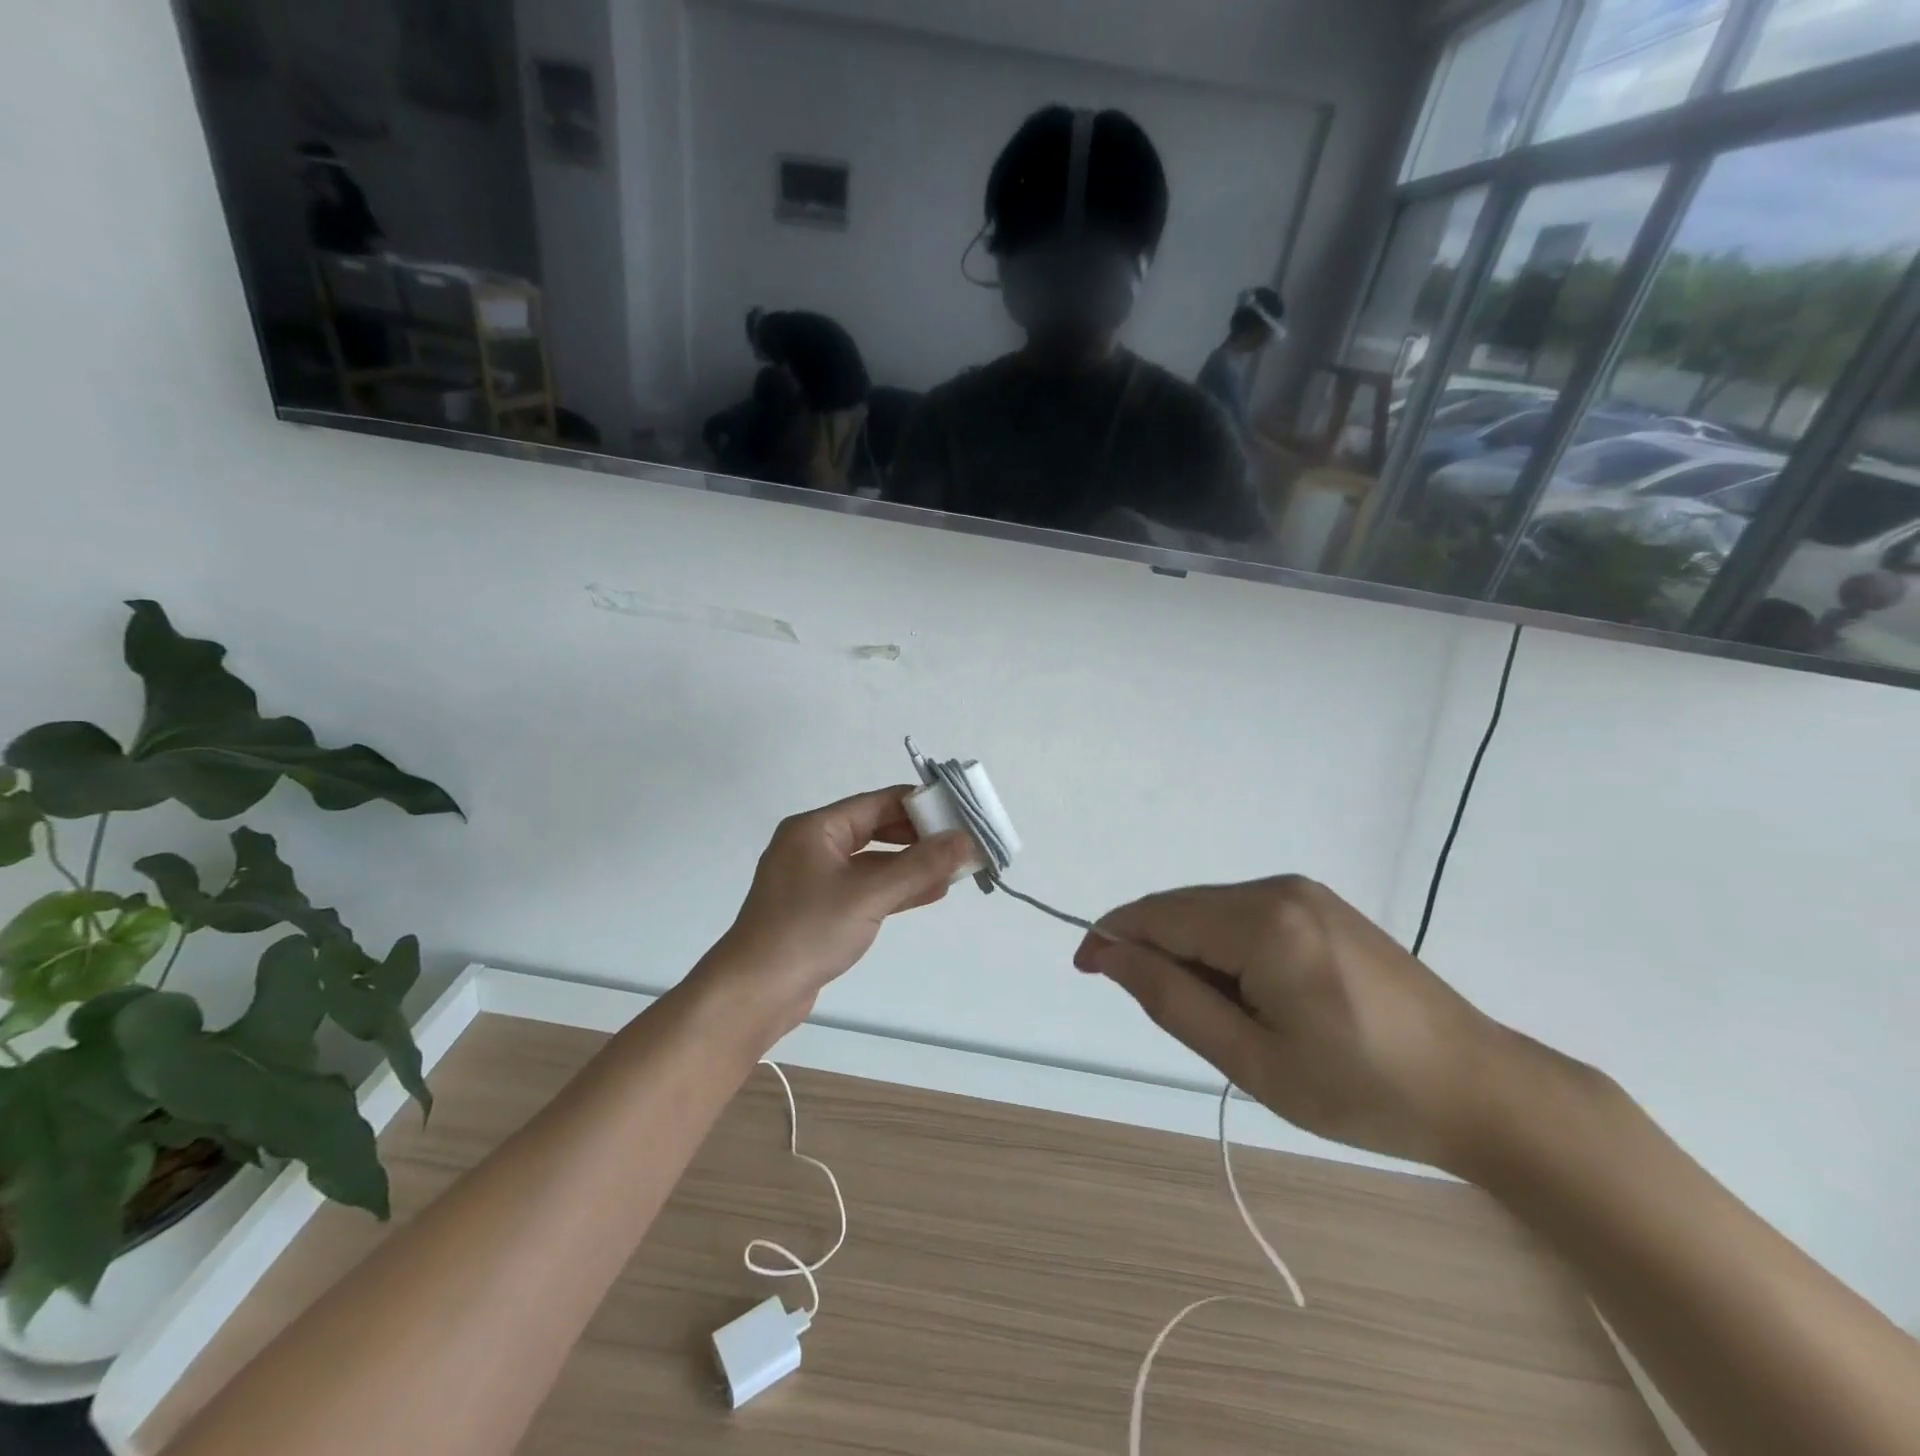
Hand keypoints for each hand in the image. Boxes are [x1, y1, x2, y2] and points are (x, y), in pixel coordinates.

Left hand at [697, 787, 973, 1038]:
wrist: (754, 993)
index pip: (878, 803)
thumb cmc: (808, 931)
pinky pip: (865, 888)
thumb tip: (965, 840)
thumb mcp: (869, 894)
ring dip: (912, 865)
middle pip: (876, 829)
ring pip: (873, 862)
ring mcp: (815, 879)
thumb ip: (920, 865)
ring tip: (956, 869)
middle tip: (962, 843)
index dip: (921, 805)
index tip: (960, 813)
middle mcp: (813, 846)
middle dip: (920, 837)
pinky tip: (931, 891)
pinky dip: (895, 888)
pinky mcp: (820, 909)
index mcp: (816, 828)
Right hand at [1076, 876, 1510, 1170]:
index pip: (1159, 915)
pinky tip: (1248, 994)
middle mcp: (1278, 888)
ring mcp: (1302, 891)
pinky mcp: (1318, 903)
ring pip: (1210, 910)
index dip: (1111, 936)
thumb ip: (1172, 1000)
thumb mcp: (1253, 1061)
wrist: (1480, 1088)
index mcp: (1262, 924)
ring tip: (1220, 1018)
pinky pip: (1242, 913)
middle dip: (1153, 949)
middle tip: (1166, 1016)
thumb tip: (1109, 954)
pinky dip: (1221, 947)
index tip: (1083, 967)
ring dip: (1189, 952)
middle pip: (1182, 907)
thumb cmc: (1362, 1090)